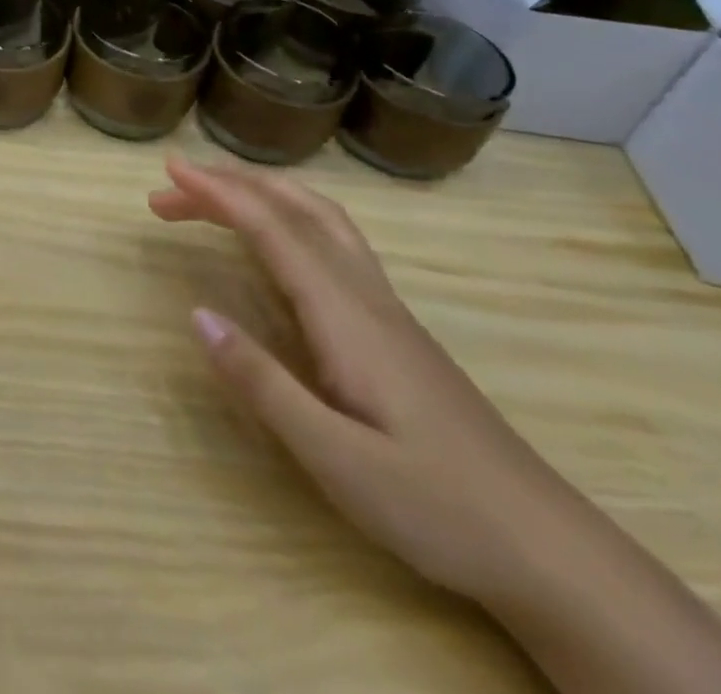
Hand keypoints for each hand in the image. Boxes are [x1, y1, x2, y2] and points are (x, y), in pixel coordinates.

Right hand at [151, 155, 582, 608]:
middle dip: (230, 186)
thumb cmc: (438, 506)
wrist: (551, 550)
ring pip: (321, 219)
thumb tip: (197, 314)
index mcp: (346, 314)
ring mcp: (386, 309)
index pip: (272, 229)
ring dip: (263, 194)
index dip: (217, 192)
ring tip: (214, 198)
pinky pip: (334, 243)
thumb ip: (262, 383)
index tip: (169, 169)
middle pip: (295, 209)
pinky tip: (276, 243)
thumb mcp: (336, 459)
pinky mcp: (394, 328)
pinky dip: (291, 217)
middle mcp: (365, 295)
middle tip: (172, 189)